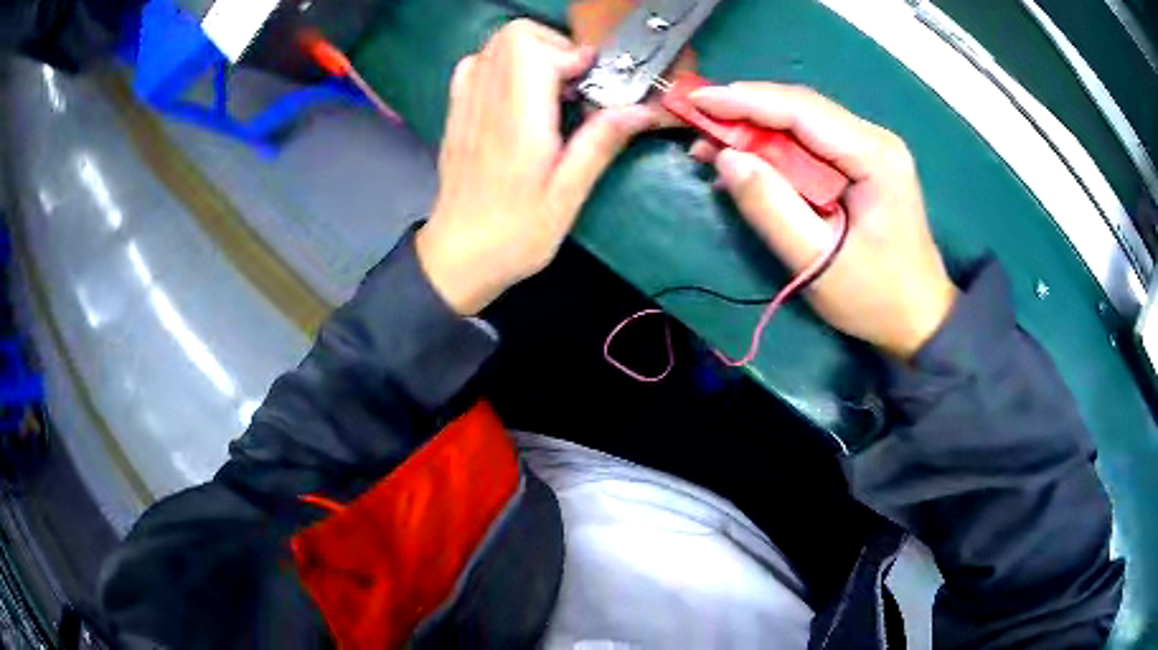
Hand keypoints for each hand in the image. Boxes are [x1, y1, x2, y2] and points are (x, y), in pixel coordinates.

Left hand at [417, 20, 658, 314]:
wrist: (457, 257)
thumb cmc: (515, 236)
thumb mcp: (567, 197)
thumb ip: (600, 144)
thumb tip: (641, 109)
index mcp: (517, 122)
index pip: (533, 50)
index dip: (571, 53)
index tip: (593, 82)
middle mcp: (486, 103)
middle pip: (513, 35)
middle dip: (553, 46)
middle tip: (575, 82)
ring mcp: (465, 106)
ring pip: (494, 45)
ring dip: (530, 54)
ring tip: (551, 88)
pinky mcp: (456, 114)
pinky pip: (474, 66)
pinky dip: (501, 66)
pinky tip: (518, 95)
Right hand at [689, 83, 957, 359]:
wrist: (919, 318)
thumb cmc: (876, 297)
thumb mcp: (818, 261)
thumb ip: (770, 207)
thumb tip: (725, 158)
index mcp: (874, 156)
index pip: (800, 110)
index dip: (744, 101)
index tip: (696, 100)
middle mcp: (875, 139)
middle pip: (800, 108)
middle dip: (744, 112)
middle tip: (696, 125)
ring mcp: (871, 148)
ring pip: (802, 122)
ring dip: (755, 129)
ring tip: (712, 145)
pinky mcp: (863, 162)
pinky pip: (811, 142)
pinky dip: (774, 148)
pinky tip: (747, 161)